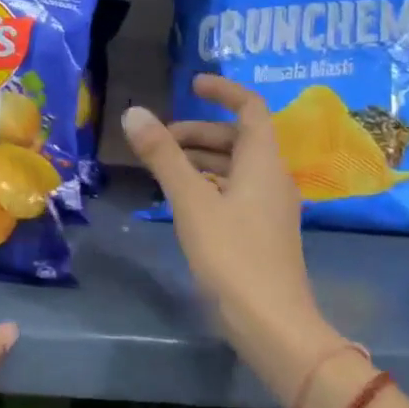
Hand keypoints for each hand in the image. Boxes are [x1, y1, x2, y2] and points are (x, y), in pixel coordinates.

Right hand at [121, 75, 347, 407]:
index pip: (251, 108)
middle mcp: (273, 179)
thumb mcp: (191, 202)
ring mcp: (270, 208)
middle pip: (240, 139)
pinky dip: (209, 185)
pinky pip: (235, 193)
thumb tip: (135, 113)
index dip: (223, 91)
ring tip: (163, 167)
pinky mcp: (262, 233)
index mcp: (264, 162)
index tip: (191, 84)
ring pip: (236, 168)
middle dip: (200, 130)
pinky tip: (183, 201)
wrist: (271, 323)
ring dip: (202, 159)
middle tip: (160, 138)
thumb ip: (164, 157)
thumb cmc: (232, 256)